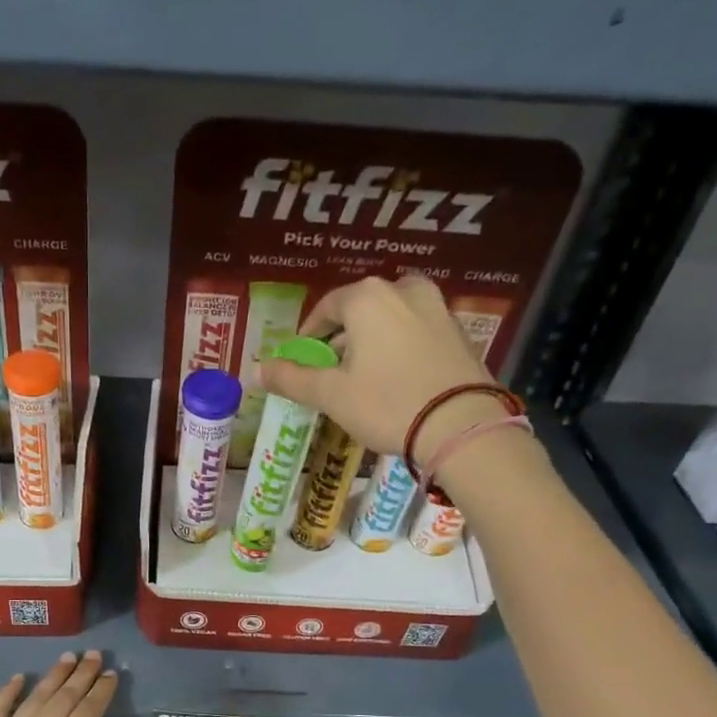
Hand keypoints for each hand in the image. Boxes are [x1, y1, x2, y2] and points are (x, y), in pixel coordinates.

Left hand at [0, 650, 130, 716]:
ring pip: (35, 698)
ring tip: (68, 657)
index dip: (101, 692)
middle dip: (82, 674)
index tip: (112, 674)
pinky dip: (8, 691)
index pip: (88, 714)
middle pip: (64, 698)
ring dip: (53, 676)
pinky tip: (19, 678)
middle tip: (95, 655)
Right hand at [258, 274, 508, 466]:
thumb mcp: (331, 395)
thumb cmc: (387, 404)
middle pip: (361, 310)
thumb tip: (254, 369)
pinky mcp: (459, 331)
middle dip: (342, 337)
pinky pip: (418, 332)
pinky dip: (401, 347)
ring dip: (373, 341)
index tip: (302, 359)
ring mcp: (438, 307)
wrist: (462, 426)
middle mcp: (404, 290)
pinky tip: (397, 379)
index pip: (327, 307)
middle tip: (332, 372)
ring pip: (392, 319)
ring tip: (364, 377)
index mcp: (368, 297)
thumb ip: (291, 379)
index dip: (309, 334)